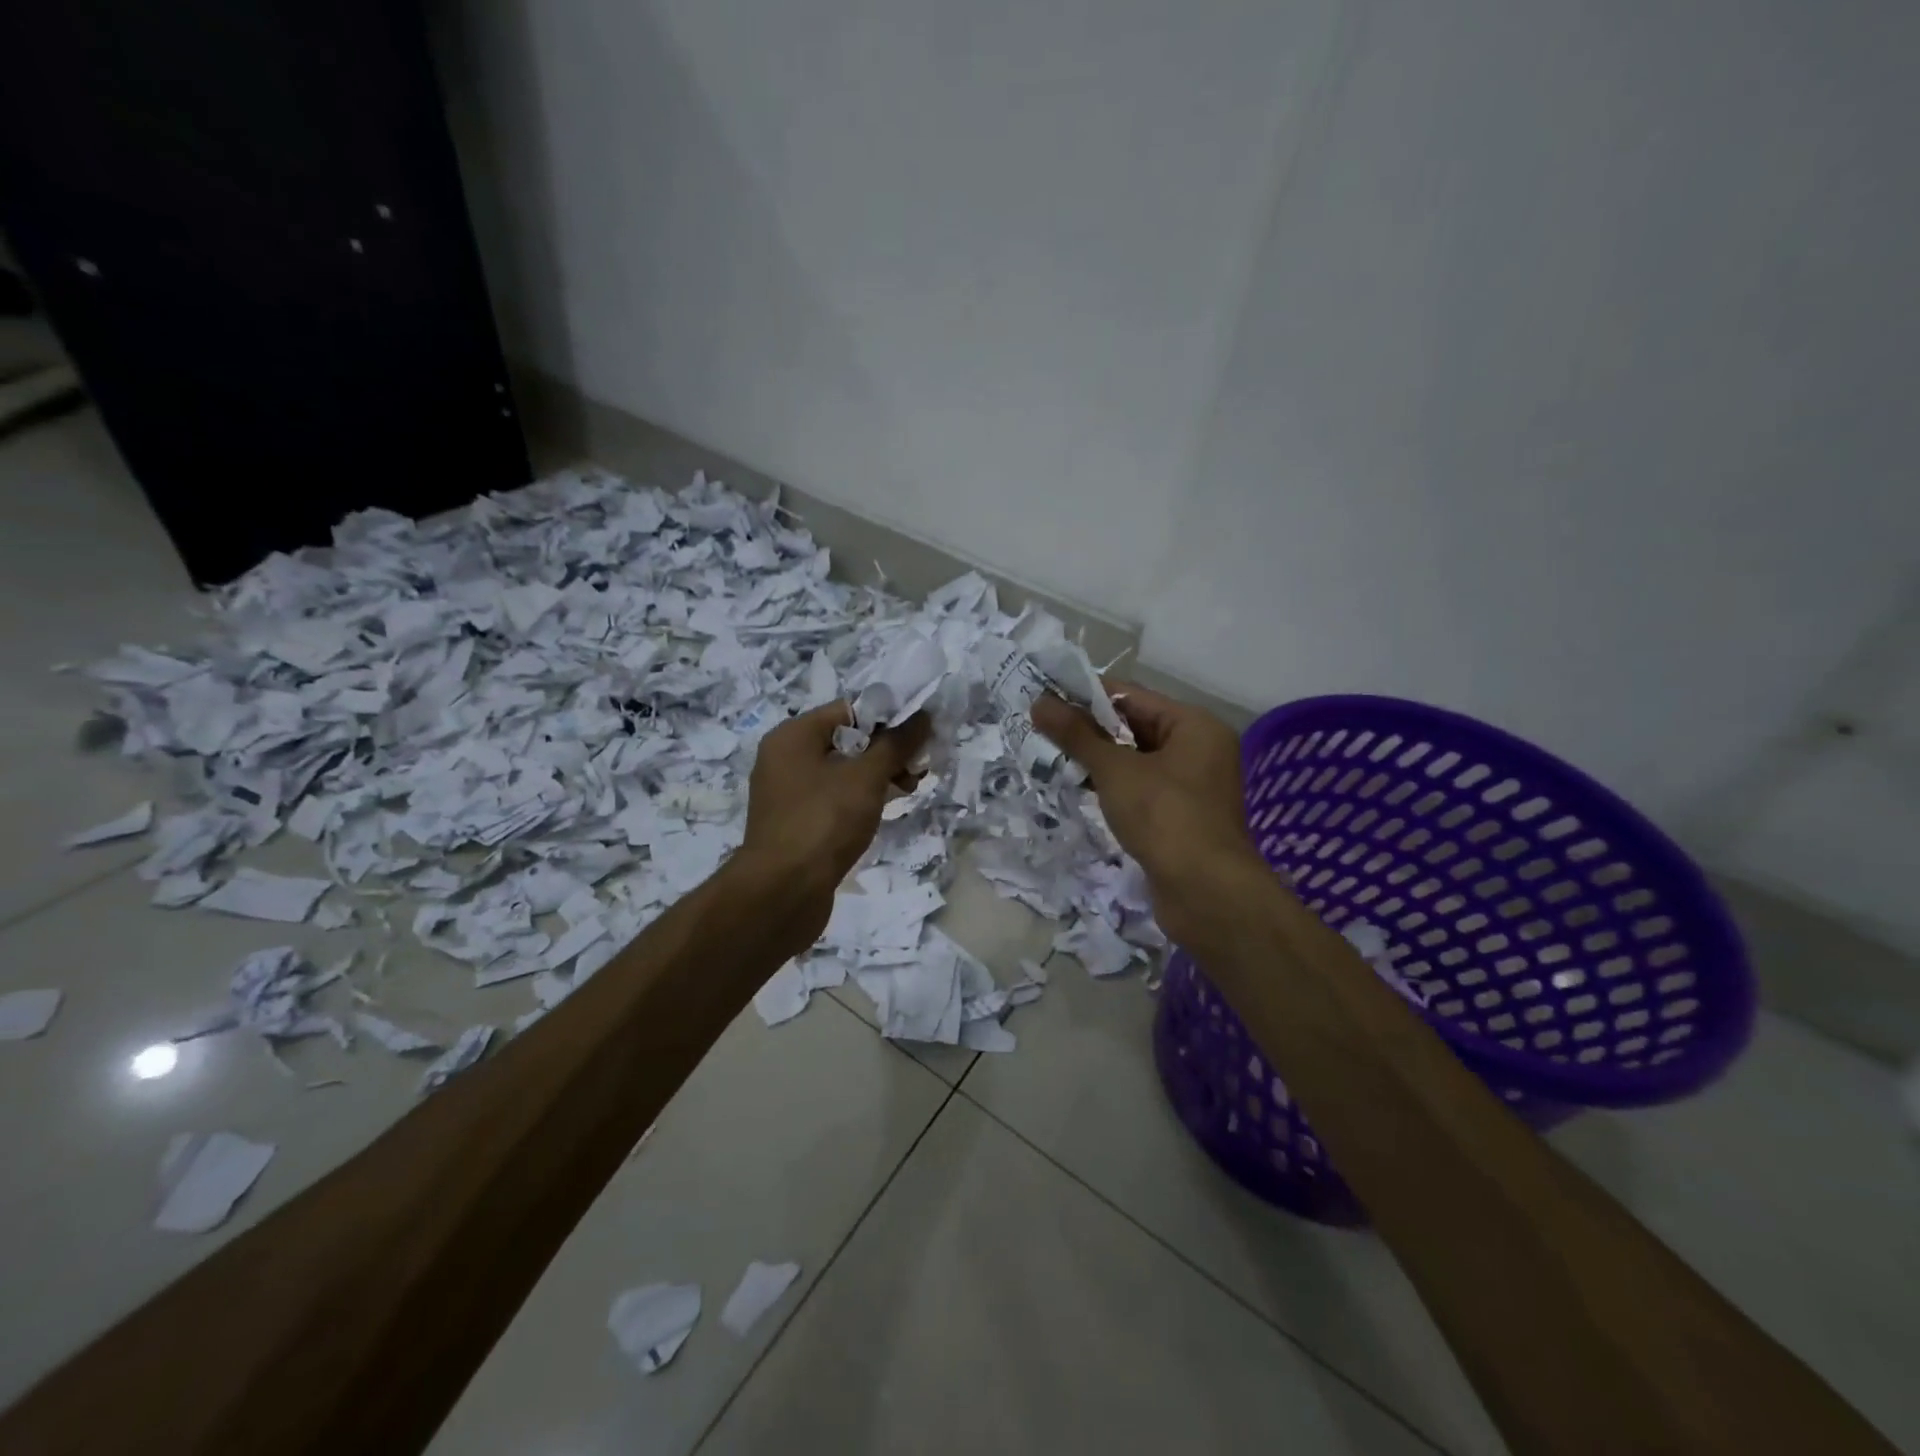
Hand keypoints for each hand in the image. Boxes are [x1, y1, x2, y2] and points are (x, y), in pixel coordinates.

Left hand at [737, 701, 931, 944]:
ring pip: (841, 772)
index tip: (919, 736)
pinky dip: (858, 800)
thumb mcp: (867, 777)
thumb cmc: (824, 822)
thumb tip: (922, 715)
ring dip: (876, 777)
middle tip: (917, 769)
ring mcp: (787, 793)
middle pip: (846, 741)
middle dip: (886, 751)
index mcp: (793, 735)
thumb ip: (896, 744)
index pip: (848, 710)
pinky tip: (881, 813)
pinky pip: (832, 798)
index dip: (887, 718)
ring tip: (907, 790)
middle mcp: (784, 758)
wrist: (783, 892)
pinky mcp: (794, 823)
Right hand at [1032, 683, 1264, 948]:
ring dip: (1098, 760)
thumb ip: (1077, 735)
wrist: (1206, 893)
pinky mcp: (1181, 817)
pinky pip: (1141, 789)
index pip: (1132, 696)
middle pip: (1135, 727)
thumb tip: (1039, 702)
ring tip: (1051, 756)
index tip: (1045, 697)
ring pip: (1136, 761)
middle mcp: (1199, 749)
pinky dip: (1113, 787)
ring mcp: (1193, 786)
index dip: (1086, 695)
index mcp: (1194, 725)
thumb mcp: (1115, 770)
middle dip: (1089, 730)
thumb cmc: (1164, 817)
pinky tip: (1079, 788)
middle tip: (1041, 728)